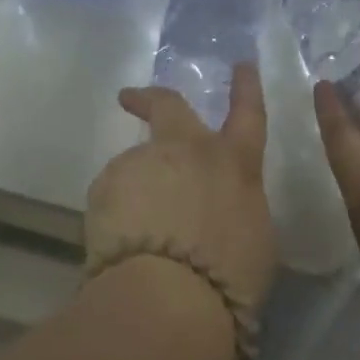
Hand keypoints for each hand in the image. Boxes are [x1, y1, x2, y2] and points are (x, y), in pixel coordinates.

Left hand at [86, 63, 277, 318]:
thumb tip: (221, 206)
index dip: (247, 87)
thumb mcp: (255, 240)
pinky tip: (121, 247)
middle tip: (130, 97)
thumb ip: (236, 207)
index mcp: (233, 163)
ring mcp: (142, 162)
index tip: (241, 64)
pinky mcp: (105, 185)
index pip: (248, 113)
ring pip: (137, 166)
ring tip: (138, 236)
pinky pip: (113, 196)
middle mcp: (186, 151)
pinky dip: (117, 215)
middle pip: (168, 106)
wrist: (168, 296)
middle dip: (151, 98)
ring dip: (138, 190)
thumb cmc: (228, 276)